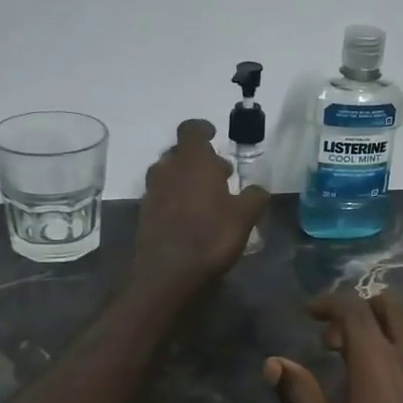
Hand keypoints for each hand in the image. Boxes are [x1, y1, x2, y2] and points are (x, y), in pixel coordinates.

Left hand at [131, 119, 268, 298]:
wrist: (168, 274)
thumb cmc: (211, 236)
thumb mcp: (244, 216)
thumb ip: (254, 196)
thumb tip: (258, 189)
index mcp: (192, 161)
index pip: (191, 130)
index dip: (202, 129)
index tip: (213, 134)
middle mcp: (167, 169)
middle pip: (179, 152)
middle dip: (199, 159)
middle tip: (220, 174)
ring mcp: (152, 192)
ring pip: (168, 173)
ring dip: (185, 178)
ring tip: (207, 196)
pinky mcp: (144, 214)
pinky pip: (161, 195)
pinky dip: (174, 198)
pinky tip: (190, 217)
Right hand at [264, 291, 402, 402]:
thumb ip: (301, 397)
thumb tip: (274, 362)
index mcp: (379, 361)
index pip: (354, 308)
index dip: (329, 303)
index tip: (309, 313)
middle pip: (392, 305)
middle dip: (361, 308)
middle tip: (335, 339)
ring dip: (388, 324)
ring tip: (363, 355)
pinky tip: (393, 382)